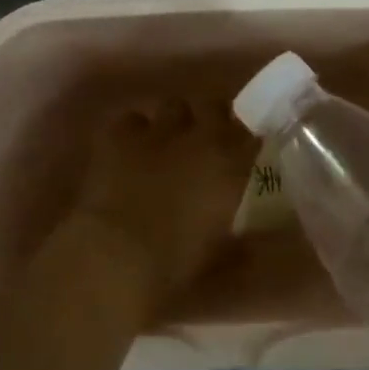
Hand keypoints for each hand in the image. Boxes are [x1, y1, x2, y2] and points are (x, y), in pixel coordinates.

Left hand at [68, 93, 255, 316]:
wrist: (118, 258)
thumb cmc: (176, 264)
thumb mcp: (220, 249)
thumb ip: (236, 225)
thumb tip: (243, 221)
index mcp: (231, 164)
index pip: (250, 134)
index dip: (244, 140)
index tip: (241, 152)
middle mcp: (201, 136)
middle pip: (214, 106)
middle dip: (210, 119)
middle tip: (203, 141)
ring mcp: (159, 130)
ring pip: (173, 105)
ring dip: (173, 121)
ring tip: (165, 142)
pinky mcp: (120, 133)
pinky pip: (131, 118)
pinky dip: (132, 131)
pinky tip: (128, 149)